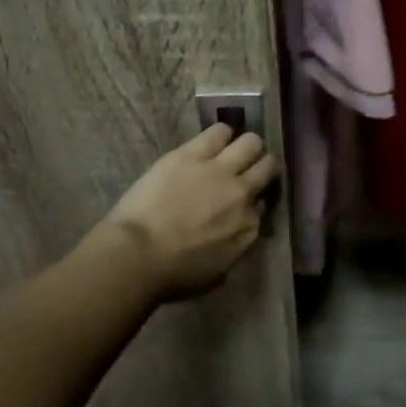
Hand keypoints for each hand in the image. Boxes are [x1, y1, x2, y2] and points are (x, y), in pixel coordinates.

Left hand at [102, 124, 279, 299]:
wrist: (138, 255)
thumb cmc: (173, 274)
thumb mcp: (217, 273)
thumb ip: (235, 247)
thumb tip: (237, 232)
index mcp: (249, 227)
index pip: (263, 202)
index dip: (254, 198)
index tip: (244, 200)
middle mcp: (243, 194)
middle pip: (267, 167)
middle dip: (261, 166)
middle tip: (247, 169)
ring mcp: (219, 170)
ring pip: (251, 142)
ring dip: (245, 146)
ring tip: (231, 151)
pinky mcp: (192, 154)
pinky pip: (218, 132)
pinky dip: (220, 134)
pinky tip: (213, 140)